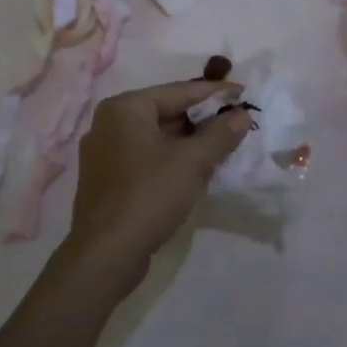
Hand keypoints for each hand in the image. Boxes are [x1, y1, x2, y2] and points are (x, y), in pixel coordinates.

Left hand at [65, 79, 252, 291]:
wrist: (106, 254)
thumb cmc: (149, 195)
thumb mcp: (192, 162)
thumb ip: (220, 134)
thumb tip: (242, 114)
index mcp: (125, 108)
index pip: (178, 91)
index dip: (214, 93)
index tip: (243, 93)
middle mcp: (109, 123)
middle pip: (165, 111)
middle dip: (201, 118)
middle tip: (235, 121)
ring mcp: (103, 152)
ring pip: (156, 136)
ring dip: (188, 140)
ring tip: (221, 145)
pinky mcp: (106, 179)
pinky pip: (145, 156)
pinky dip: (170, 157)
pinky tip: (193, 169)